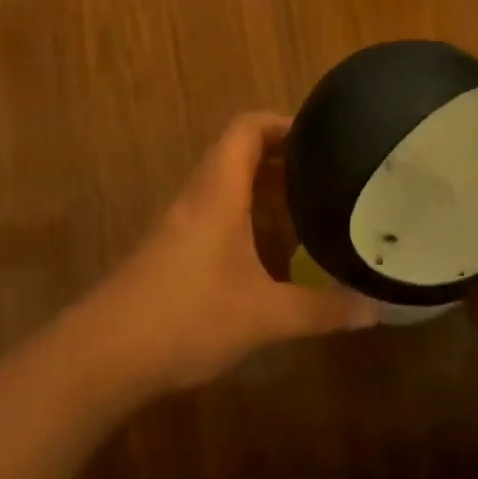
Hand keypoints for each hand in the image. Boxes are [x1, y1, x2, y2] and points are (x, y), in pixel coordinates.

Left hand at [76, 114, 379, 399]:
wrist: (102, 356)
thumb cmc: (186, 316)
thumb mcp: (262, 316)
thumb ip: (320, 310)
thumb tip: (375, 311)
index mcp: (218, 190)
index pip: (247, 128)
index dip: (283, 122)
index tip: (322, 137)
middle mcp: (197, 196)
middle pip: (239, 153)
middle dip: (283, 159)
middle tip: (327, 176)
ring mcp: (179, 223)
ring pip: (227, 186)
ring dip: (264, 191)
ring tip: (308, 210)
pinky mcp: (170, 251)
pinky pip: (215, 215)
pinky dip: (246, 219)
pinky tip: (270, 255)